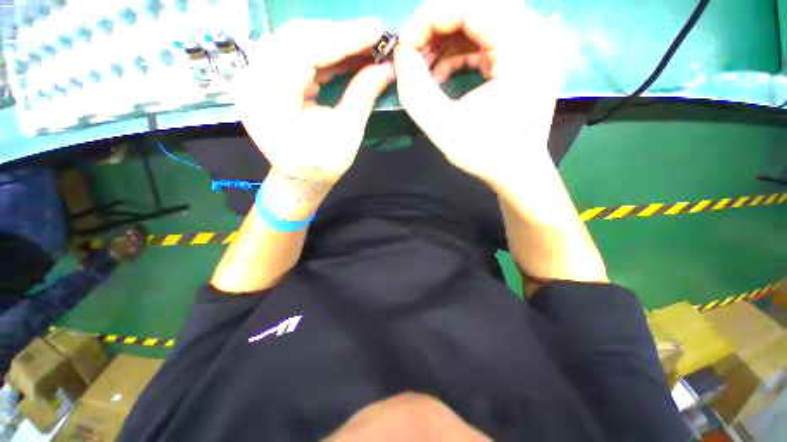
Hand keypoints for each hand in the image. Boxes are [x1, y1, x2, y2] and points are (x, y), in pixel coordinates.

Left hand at [233, 19, 394, 199]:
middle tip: (373, 36)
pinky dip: (322, 51)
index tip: (377, 29)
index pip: (303, 51)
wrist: (299, 179)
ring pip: (294, 40)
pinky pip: (294, 52)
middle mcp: (252, 82)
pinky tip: (345, 54)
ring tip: (363, 44)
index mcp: (269, 102)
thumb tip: (388, 67)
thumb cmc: (322, 166)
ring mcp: (254, 77)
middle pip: (296, 38)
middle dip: (339, 34)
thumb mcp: (347, 135)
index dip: (343, 37)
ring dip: (331, 40)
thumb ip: (363, 96)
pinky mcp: (264, 77)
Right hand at [394, 0, 575, 189]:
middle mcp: (536, 36)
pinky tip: (440, 75)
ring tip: (422, 69)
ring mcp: (532, 47)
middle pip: (477, 9)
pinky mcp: (523, 60)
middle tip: (412, 57)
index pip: (471, 6)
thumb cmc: (484, 154)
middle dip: (436, 30)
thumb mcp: (443, 127)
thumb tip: (401, 55)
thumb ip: (415, 90)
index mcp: (524, 47)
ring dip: (445, 42)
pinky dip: (458, 53)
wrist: (516, 173)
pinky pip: (486, 41)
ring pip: (480, 23)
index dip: (429, 19)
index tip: (404, 47)